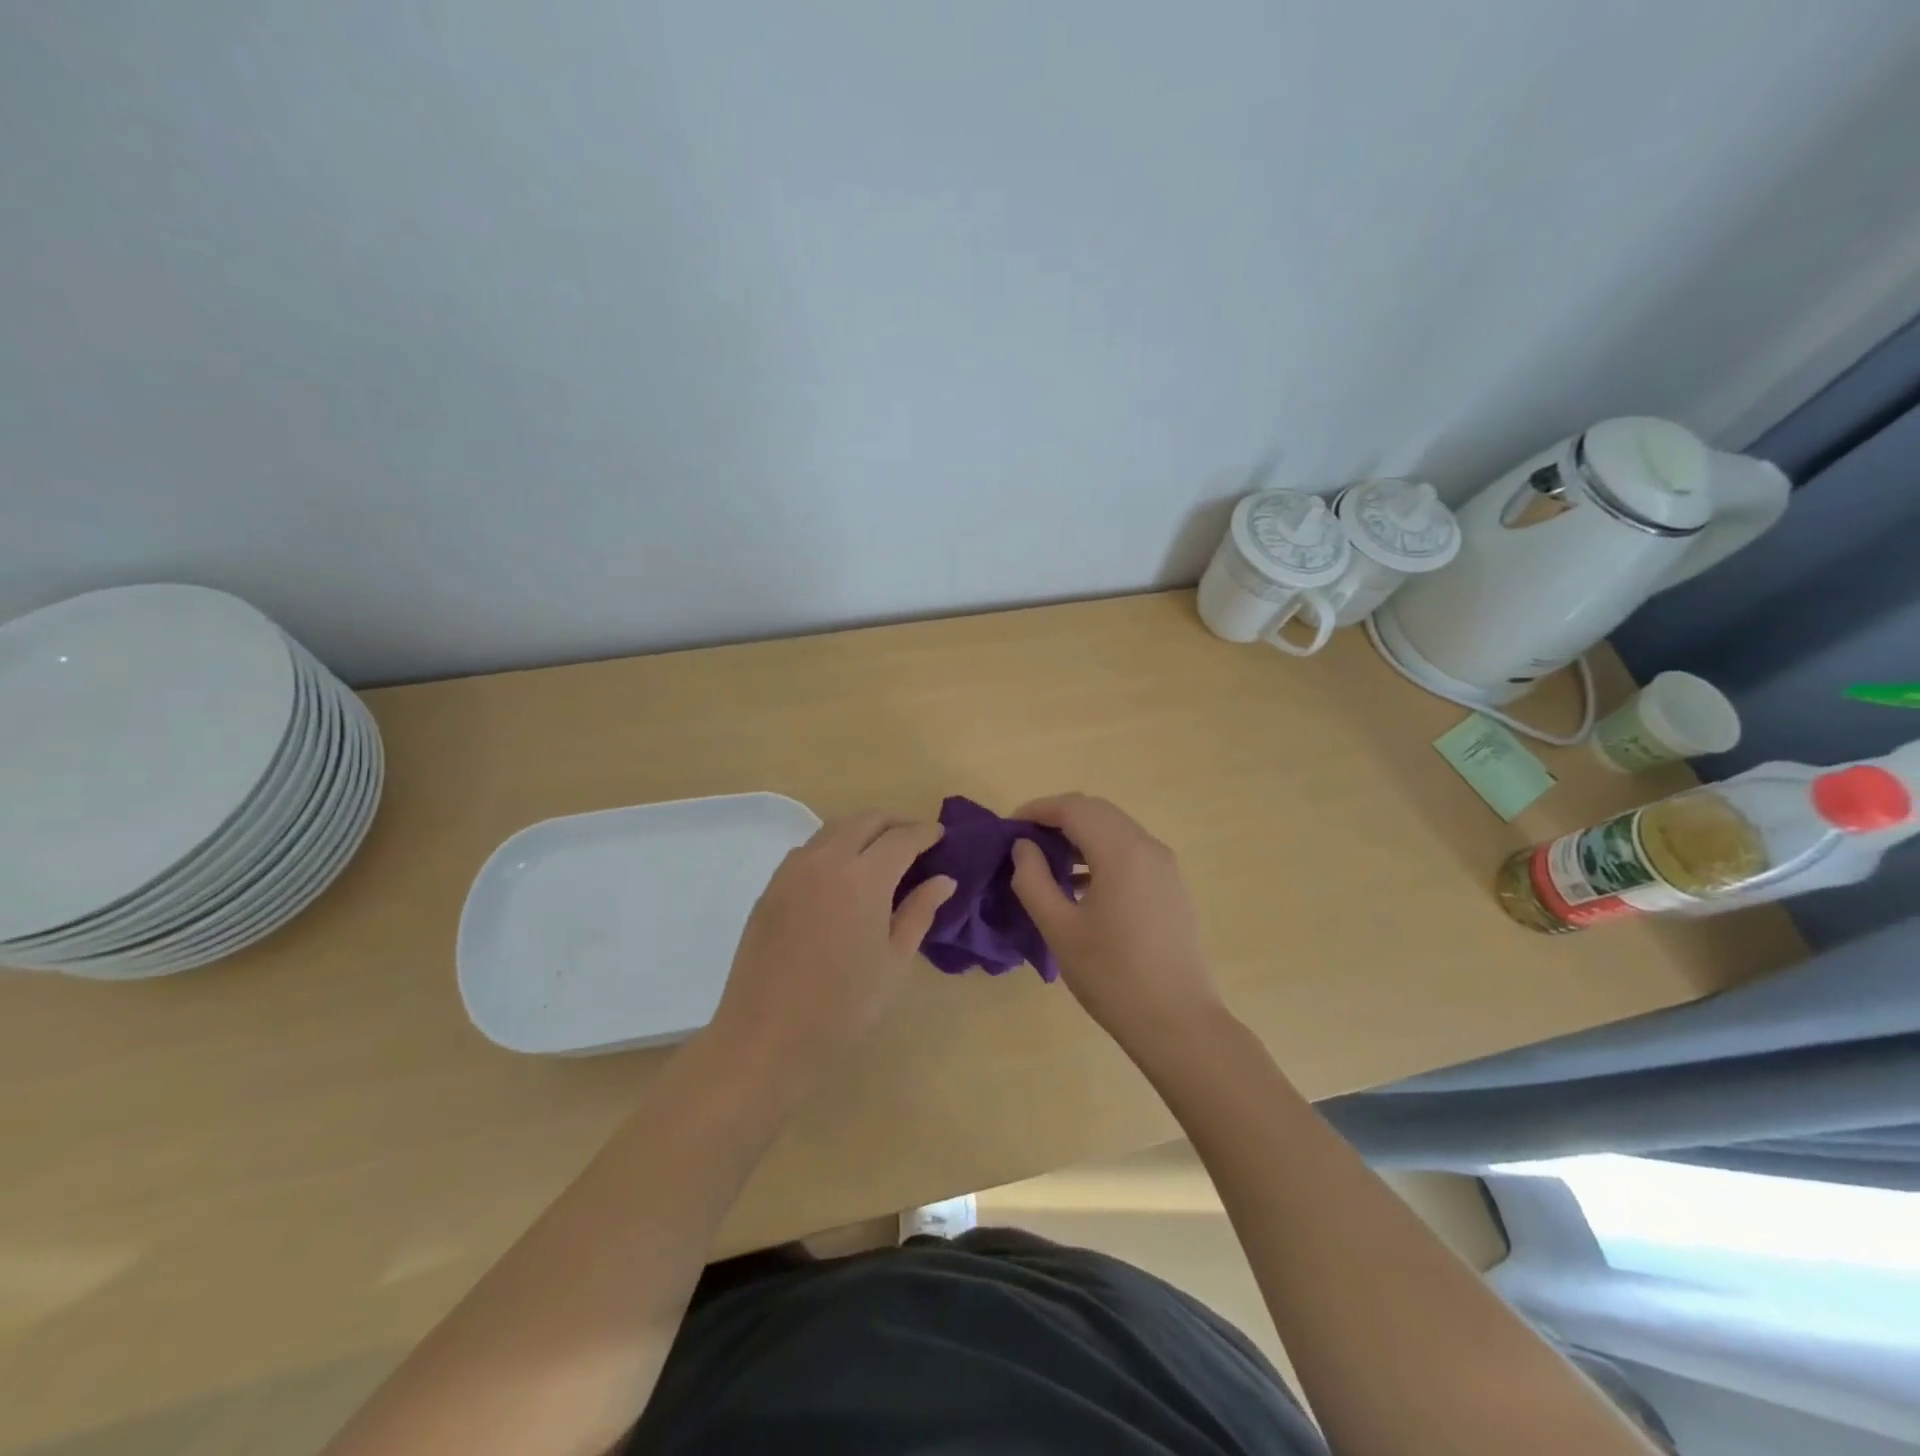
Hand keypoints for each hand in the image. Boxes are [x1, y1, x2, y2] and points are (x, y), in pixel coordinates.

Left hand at [708, 811, 954, 1079]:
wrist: (767, 1035)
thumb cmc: (843, 1005)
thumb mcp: (894, 962)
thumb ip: (919, 912)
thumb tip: (943, 880)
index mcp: (864, 878)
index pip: (901, 838)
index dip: (924, 833)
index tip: (940, 836)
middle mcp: (826, 860)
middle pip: (866, 821)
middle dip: (894, 824)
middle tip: (915, 841)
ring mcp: (793, 870)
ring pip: (834, 829)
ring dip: (862, 830)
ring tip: (881, 853)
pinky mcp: (771, 886)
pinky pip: (809, 849)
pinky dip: (834, 846)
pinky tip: (842, 873)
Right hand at [1009, 794, 1225, 1054]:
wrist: (1177, 1022)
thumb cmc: (1111, 976)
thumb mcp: (1059, 928)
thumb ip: (1033, 879)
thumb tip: (1024, 846)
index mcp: (1121, 851)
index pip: (1073, 808)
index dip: (1037, 810)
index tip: (1008, 828)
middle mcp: (1148, 847)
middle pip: (1096, 811)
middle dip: (1057, 818)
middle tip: (1025, 843)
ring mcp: (1165, 866)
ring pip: (1115, 829)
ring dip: (1080, 834)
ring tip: (1048, 863)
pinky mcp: (1171, 886)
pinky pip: (1131, 851)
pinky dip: (1101, 852)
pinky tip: (1080, 885)